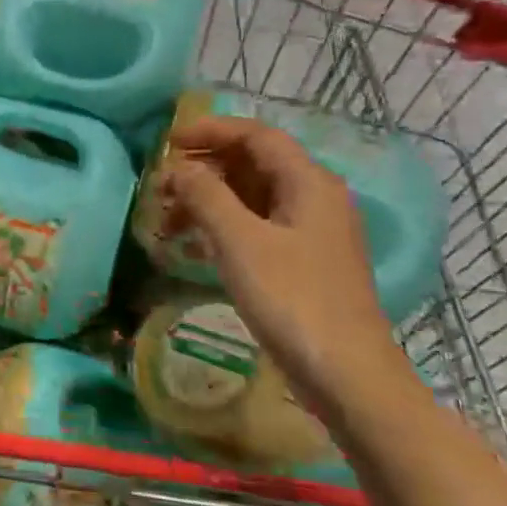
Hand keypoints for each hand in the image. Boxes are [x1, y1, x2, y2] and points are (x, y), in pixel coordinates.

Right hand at [157, 113, 401, 398]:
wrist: (346, 374)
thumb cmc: (292, 299)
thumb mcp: (240, 242)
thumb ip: (206, 195)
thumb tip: (178, 167)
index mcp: (308, 182)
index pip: (256, 135)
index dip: (210, 131)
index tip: (168, 142)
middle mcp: (314, 197)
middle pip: (253, 163)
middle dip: (204, 169)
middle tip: (160, 186)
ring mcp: (310, 231)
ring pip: (252, 197)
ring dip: (208, 199)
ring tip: (168, 219)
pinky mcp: (303, 261)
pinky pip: (256, 226)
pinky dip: (222, 226)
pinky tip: (194, 247)